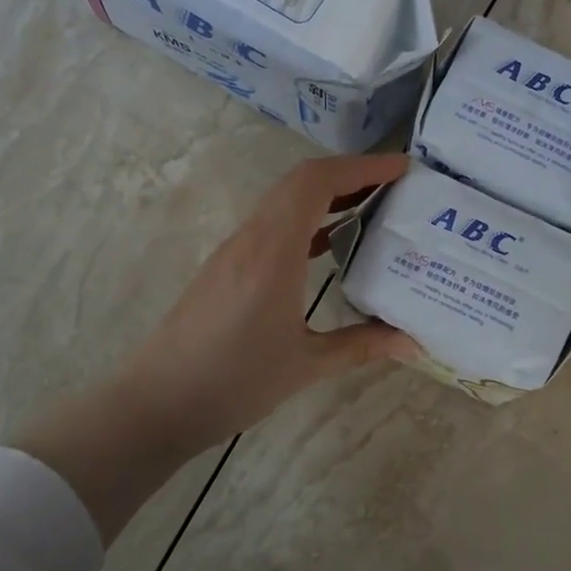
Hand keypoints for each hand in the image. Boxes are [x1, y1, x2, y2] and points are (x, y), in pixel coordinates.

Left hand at [116, 152, 418, 446]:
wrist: (157, 403)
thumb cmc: (233, 382)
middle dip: (350, 175)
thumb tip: (412, 343)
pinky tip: (329, 246)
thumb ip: (361, 346)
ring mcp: (233, 252)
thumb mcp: (305, 366)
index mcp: (273, 252)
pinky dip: (306, 222)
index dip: (361, 166)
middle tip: (395, 188)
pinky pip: (272, 227)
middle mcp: (251, 239)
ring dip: (326, 197)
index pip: (316, 182)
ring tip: (371, 210)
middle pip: (300, 183)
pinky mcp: (225, 268)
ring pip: (283, 203)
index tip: (401, 168)